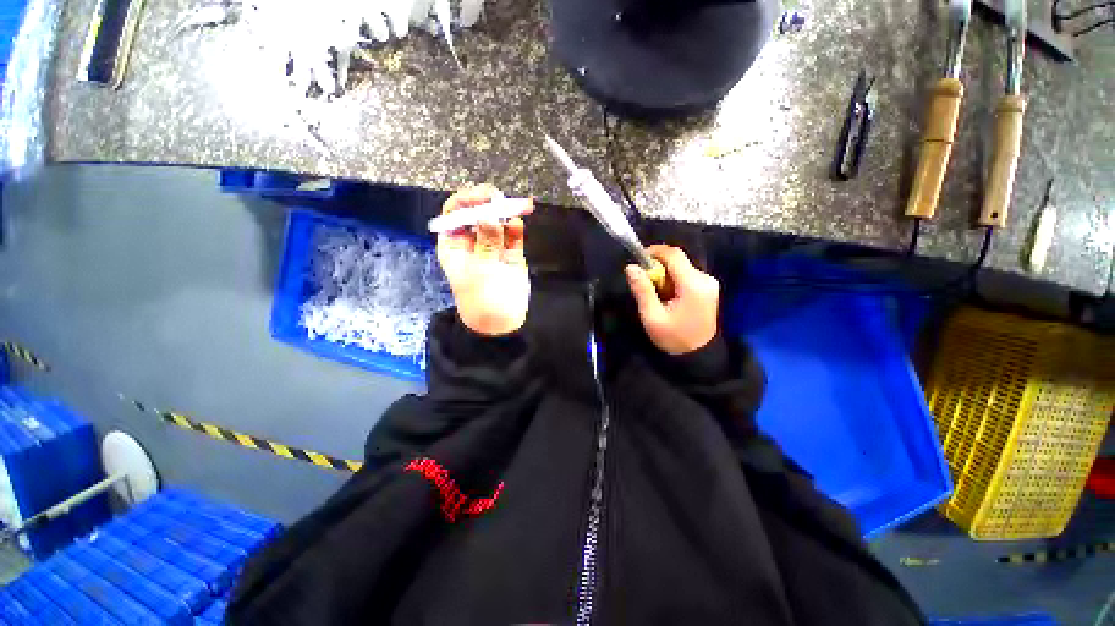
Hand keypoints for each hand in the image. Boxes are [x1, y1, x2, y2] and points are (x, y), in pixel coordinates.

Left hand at [437, 184, 533, 335]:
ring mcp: (493, 246)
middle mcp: (472, 241)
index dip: (467, 201)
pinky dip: (516, 228)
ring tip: (519, 206)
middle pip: (478, 213)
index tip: (484, 197)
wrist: (502, 321)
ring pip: (498, 221)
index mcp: (455, 244)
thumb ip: (486, 244)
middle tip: (501, 199)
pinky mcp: (511, 252)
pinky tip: (518, 223)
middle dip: (489, 203)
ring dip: (506, 212)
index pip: (455, 213)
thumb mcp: (480, 272)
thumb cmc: (482, 299)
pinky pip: (513, 235)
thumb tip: (488, 216)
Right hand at [625, 245, 719, 355]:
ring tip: (656, 294)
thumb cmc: (674, 338)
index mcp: (693, 285)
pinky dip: (673, 281)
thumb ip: (642, 290)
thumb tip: (630, 267)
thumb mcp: (652, 317)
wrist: (699, 356)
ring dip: (665, 275)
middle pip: (678, 261)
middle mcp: (705, 279)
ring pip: (681, 268)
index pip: (674, 254)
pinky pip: (687, 276)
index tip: (639, 260)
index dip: (654, 251)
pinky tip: (668, 297)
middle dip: (658, 267)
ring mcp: (709, 284)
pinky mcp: (708, 289)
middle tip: (645, 283)